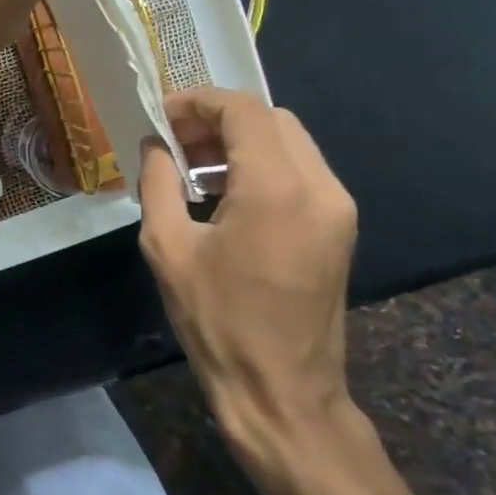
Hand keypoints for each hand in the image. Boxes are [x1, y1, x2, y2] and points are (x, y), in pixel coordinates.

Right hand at [137, 88, 358, 463]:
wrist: (282, 392)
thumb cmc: (217, 321)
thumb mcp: (168, 247)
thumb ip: (158, 182)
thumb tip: (155, 144)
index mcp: (275, 188)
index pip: (242, 109)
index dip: (197, 102)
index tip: (160, 119)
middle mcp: (319, 186)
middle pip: (269, 118)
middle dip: (217, 120)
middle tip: (174, 145)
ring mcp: (337, 207)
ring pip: (288, 141)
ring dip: (239, 142)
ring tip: (193, 170)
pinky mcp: (340, 227)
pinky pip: (300, 170)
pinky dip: (261, 164)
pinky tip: (224, 195)